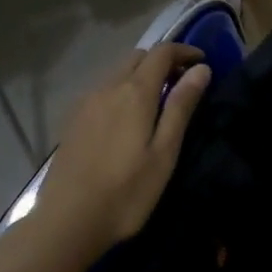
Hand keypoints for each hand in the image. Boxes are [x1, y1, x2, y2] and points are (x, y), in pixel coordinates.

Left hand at [35, 43, 210, 251]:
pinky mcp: (73, 119)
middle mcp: (108, 87)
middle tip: (182, 83)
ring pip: (118, 73)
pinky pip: (103, 90)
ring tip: (157, 102)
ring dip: (141, 75)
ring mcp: (86, 102)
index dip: (184, 51)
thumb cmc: (127, 191)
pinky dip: (122, 89)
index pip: (161, 52)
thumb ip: (181, 106)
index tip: (203, 62)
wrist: (68, 220)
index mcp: (134, 92)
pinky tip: (127, 119)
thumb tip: (201, 69)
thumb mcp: (164, 152)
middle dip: (162, 61)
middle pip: (138, 57)